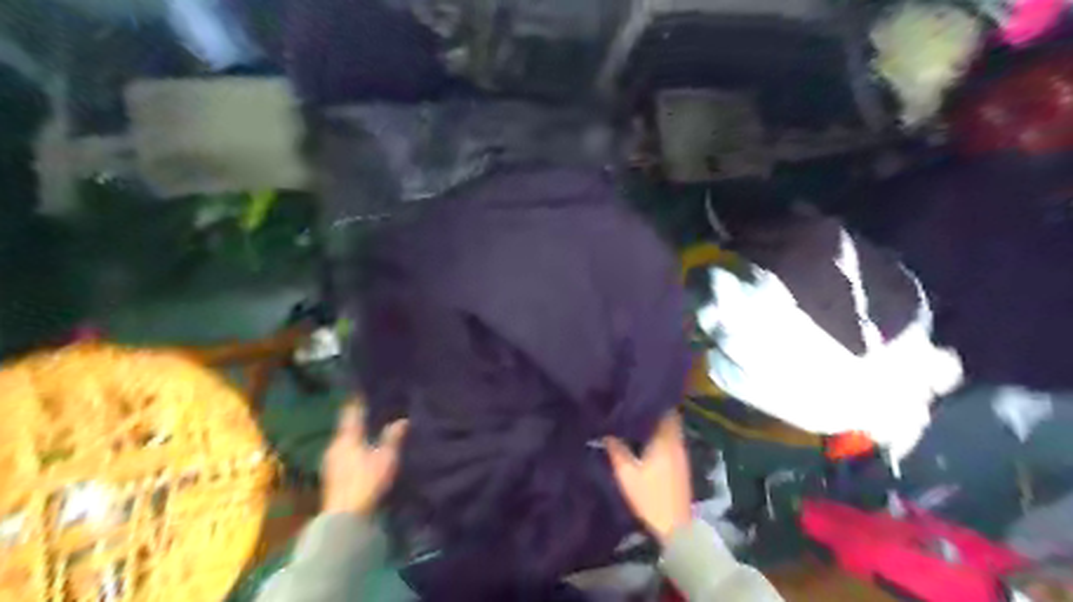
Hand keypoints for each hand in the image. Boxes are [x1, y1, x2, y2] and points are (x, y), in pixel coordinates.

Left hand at [321, 400, 408, 515]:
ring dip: (356, 436)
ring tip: (370, 431)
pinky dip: (353, 449)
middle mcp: (335, 445)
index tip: (363, 391)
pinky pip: (344, 454)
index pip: (351, 413)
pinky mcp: (332, 476)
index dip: (358, 401)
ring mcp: (331, 462)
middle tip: (372, 411)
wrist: (345, 517)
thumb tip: (403, 420)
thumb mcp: (386, 458)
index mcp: (347, 437)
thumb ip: (393, 437)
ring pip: (345, 441)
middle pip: (346, 427)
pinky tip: (363, 453)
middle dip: (358, 419)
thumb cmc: (366, 482)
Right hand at [607, 412, 690, 543]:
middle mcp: (676, 442)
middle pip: (668, 417)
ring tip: (637, 416)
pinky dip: (660, 433)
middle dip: (654, 409)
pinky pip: (671, 438)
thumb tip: (606, 431)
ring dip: (657, 421)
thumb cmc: (650, 497)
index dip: (651, 401)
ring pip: (670, 428)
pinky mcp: (681, 463)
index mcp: (665, 440)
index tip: (636, 392)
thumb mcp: (626, 474)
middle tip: (634, 402)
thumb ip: (616, 449)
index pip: (664, 410)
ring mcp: (681, 453)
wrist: (675, 526)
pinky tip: (646, 436)